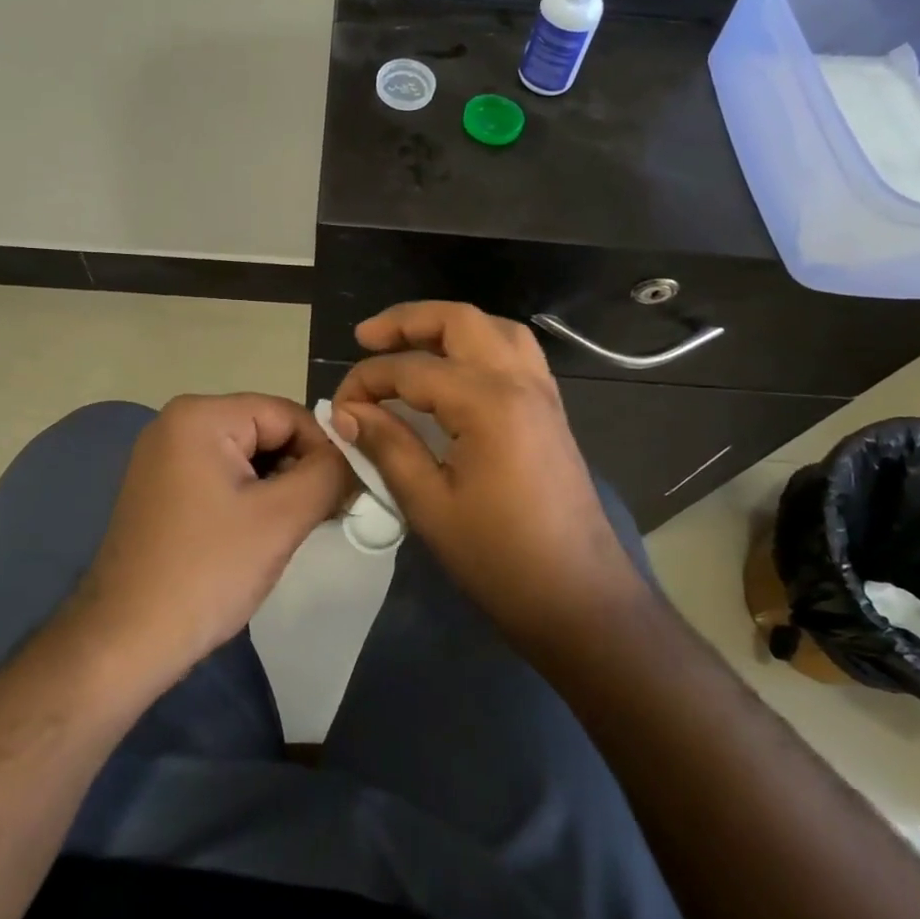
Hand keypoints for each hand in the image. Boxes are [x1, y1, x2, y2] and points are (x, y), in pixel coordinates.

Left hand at [70, 394, 352, 682]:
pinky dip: (250, 497)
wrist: (125, 641)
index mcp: (201, 416)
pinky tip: (262, 533)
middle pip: (266, 430)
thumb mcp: (282, 517)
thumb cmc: (207, 571)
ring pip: (247, 455)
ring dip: (279, 486)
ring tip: (296, 527)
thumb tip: (354, 457)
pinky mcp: (161, 487)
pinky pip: (222, 475)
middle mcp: (176, 422)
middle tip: (327, 514)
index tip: (348, 492)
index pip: (287, 413)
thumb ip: (329, 473)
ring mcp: (164, 455)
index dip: (324, 449)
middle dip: (301, 468)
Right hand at [331, 302, 645, 649]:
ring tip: (410, 344)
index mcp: (487, 402)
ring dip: (448, 326)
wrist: (579, 597)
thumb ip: (387, 446)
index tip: (340, 407)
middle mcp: (519, 381)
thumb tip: (347, 412)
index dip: (367, 380)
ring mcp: (542, 392)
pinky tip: (456, 369)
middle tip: (366, 337)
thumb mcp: (430, 505)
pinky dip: (479, 344)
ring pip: (494, 328)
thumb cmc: (499, 558)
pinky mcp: (551, 409)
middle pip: (460, 321)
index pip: (412, 369)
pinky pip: (515, 352)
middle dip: (408, 321)